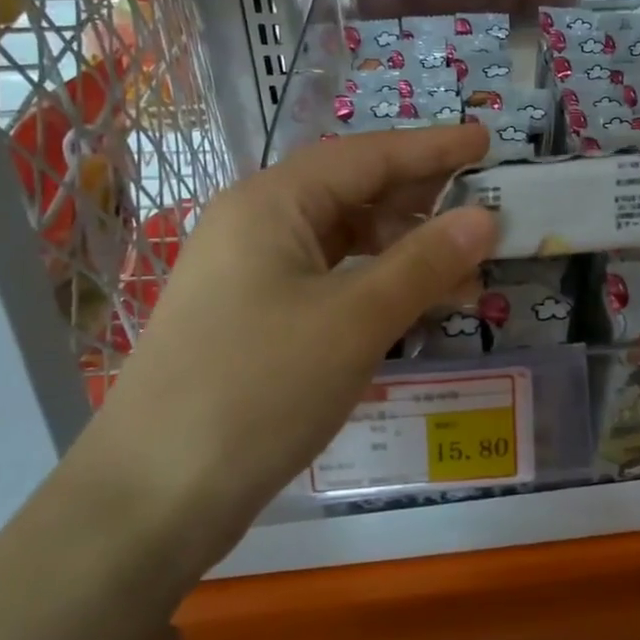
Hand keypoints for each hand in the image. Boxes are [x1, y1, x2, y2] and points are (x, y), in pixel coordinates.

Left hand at [75, 125, 496, 573]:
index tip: (487, 141)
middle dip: (424, 201)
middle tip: (487, 210)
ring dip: (407, 251)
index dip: (432, 148)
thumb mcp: (355, 321)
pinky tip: (417, 306)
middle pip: (355, 192)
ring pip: (346, 241)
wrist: (151, 498)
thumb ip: (425, 263)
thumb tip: (486, 218)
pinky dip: (379, 285)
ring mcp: (254, 273)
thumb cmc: (257, 390)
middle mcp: (259, 224)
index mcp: (273, 203)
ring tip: (467, 275)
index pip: (368, 155)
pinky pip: (332, 280)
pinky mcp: (257, 317)